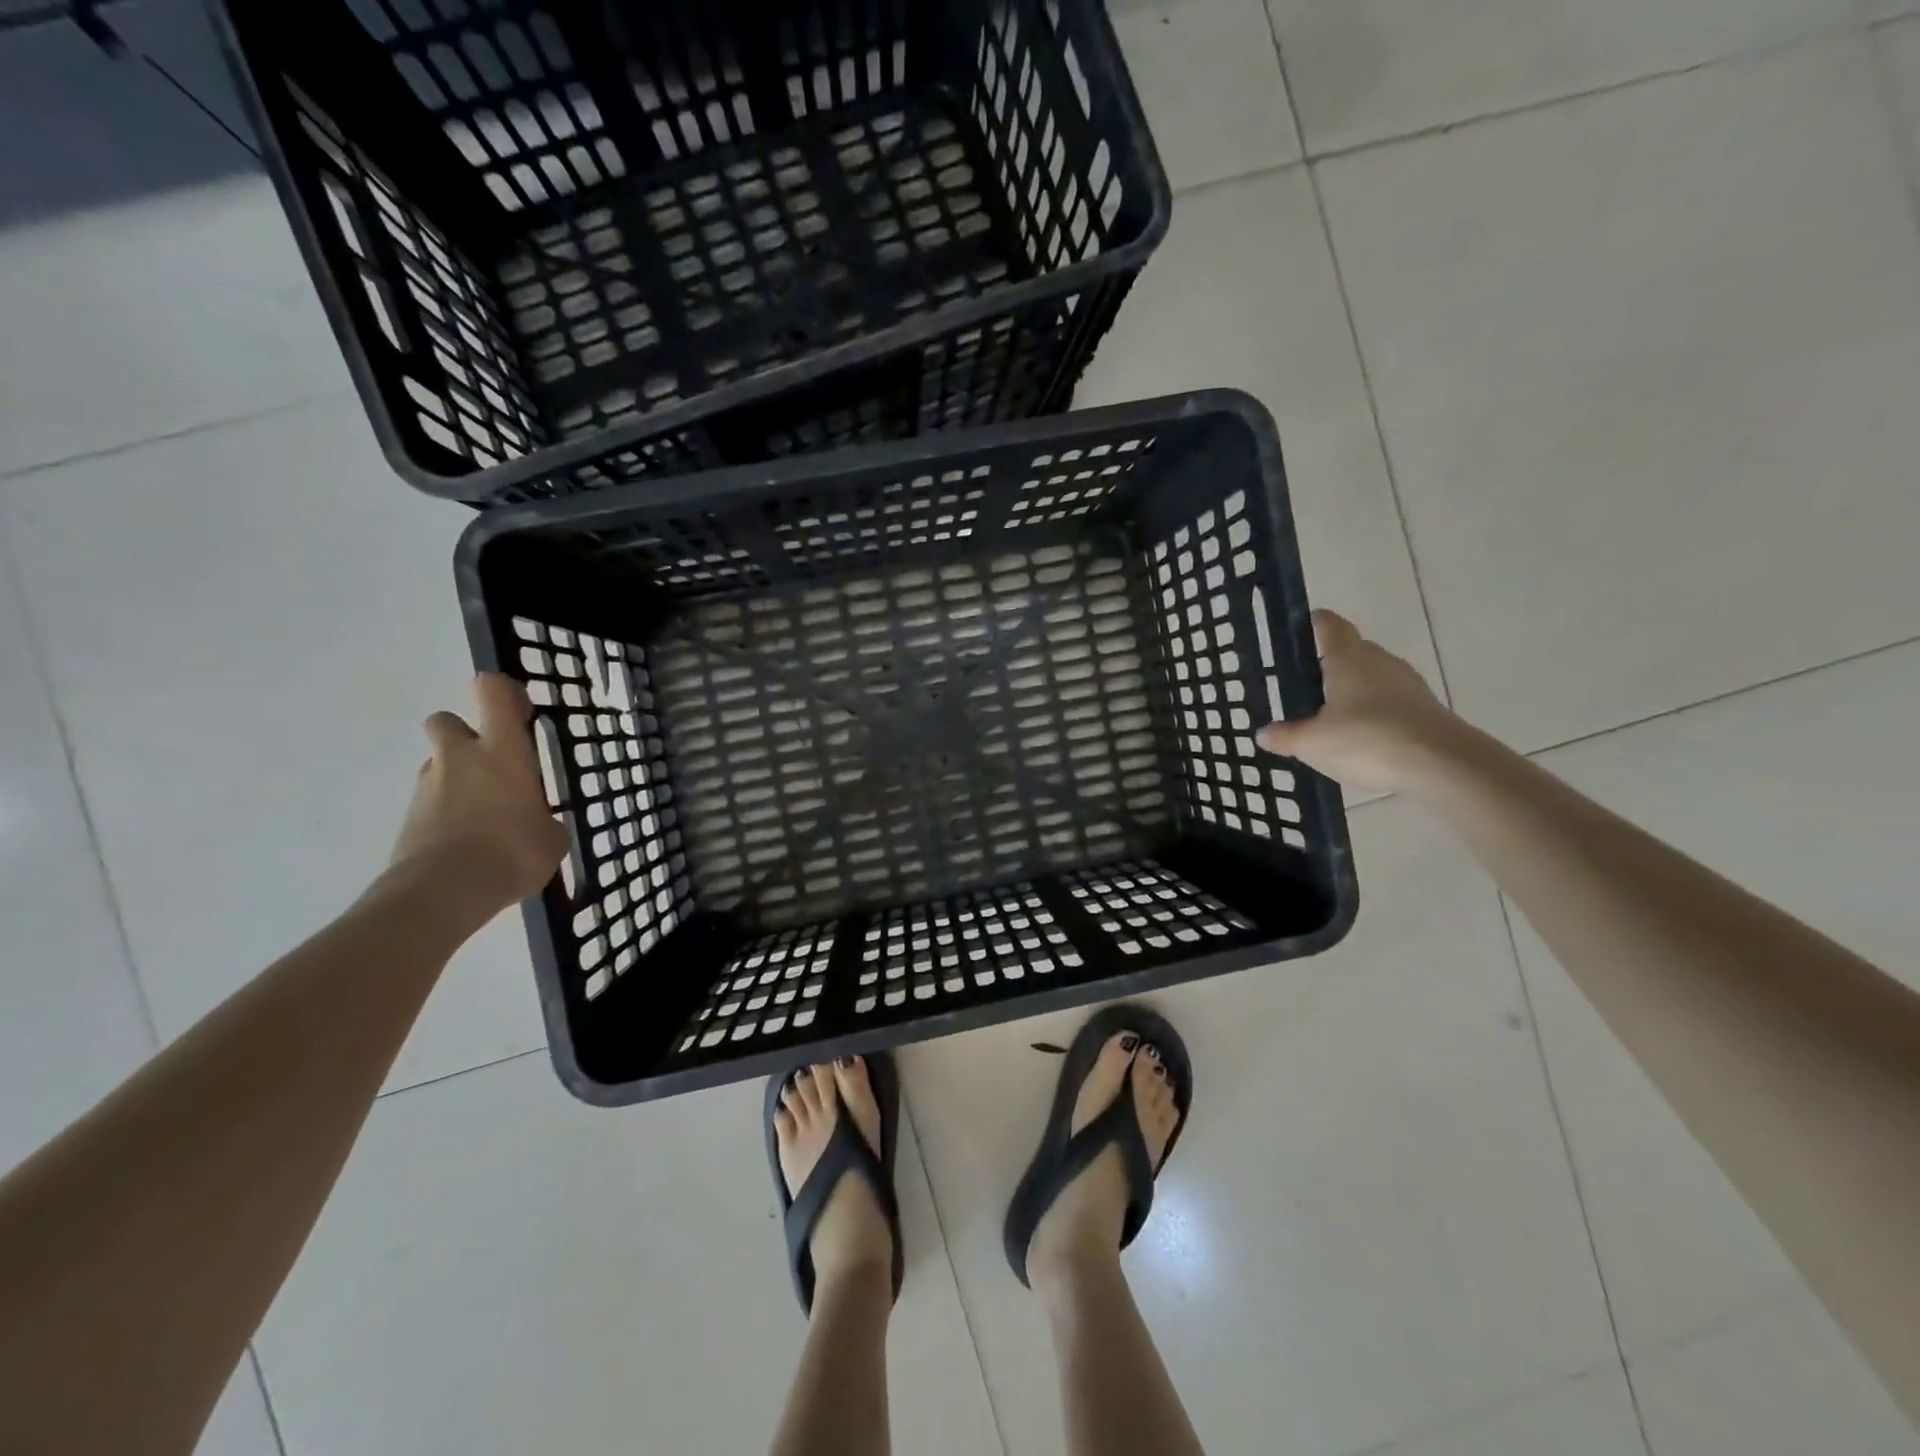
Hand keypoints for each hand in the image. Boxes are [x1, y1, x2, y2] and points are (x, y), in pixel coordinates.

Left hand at [391, 673, 567, 911]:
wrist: (443, 892)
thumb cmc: (513, 852)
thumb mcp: (552, 837)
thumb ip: (544, 819)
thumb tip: (537, 823)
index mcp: (502, 750)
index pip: (492, 691)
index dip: (504, 693)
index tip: (521, 713)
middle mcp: (460, 757)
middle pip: (447, 720)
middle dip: (465, 734)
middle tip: (492, 764)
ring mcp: (428, 786)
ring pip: (439, 764)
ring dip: (457, 777)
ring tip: (485, 814)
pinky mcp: (408, 818)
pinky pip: (431, 802)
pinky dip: (446, 813)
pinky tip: (469, 843)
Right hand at [1256, 610, 1464, 792]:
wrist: (1442, 765)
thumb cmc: (1366, 740)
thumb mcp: (1313, 743)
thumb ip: (1286, 736)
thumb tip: (1263, 733)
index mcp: (1348, 659)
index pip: (1331, 627)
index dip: (1317, 622)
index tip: (1307, 621)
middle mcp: (1380, 663)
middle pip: (1355, 650)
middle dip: (1334, 659)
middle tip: (1310, 677)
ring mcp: (1408, 685)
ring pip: (1376, 675)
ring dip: (1357, 686)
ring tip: (1334, 708)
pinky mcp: (1426, 709)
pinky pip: (1393, 700)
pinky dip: (1376, 709)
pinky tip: (1363, 733)